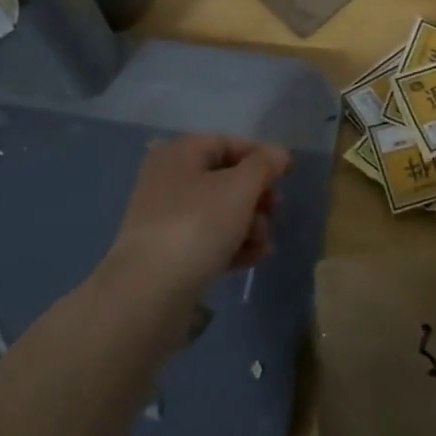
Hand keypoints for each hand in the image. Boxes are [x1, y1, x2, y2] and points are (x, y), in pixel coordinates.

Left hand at [101, 134, 291, 303]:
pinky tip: (252, 259)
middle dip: (256, 196)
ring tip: (263, 244)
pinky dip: (232, 245)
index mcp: (178, 155)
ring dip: (249, 225)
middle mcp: (167, 181)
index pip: (226, 143)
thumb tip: (278, 153)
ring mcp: (165, 219)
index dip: (259, 155)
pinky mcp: (168, 254)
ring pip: (219, 212)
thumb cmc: (197, 225)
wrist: (148, 292)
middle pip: (224, 179)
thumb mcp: (239, 188)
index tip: (287, 174)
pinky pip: (208, 240)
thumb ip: (263, 165)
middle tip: (275, 210)